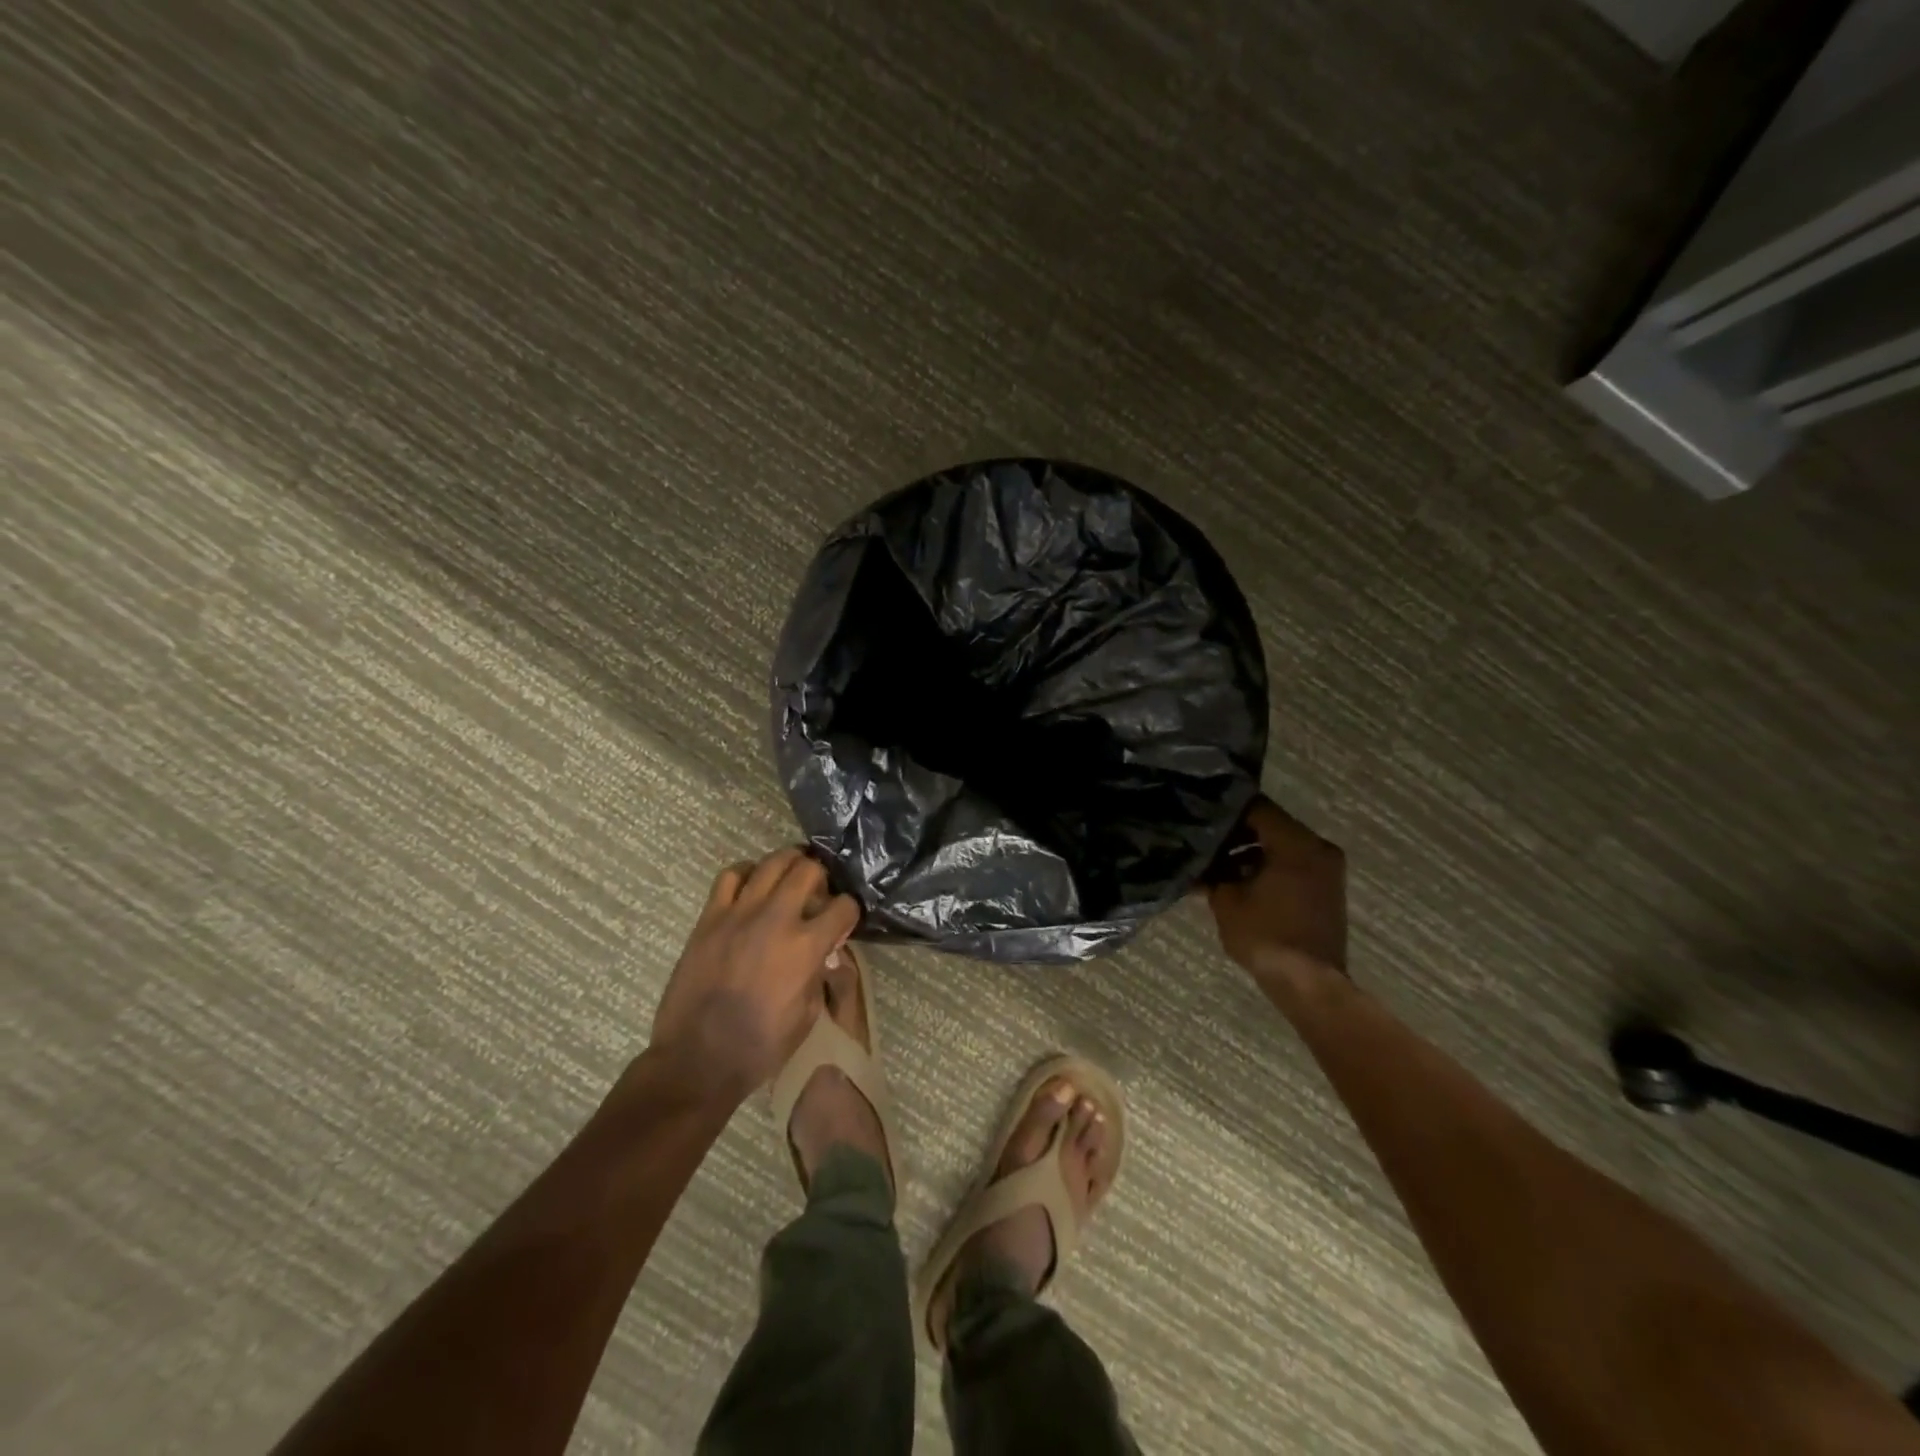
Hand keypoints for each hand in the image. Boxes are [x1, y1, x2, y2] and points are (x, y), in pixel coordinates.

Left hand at [648, 848, 860, 1100]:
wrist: (698, 1060)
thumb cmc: (760, 1047)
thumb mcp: (807, 1014)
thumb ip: (820, 972)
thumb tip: (825, 949)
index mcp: (806, 947)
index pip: (844, 906)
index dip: (850, 911)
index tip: (844, 919)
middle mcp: (776, 919)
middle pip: (809, 869)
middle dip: (822, 876)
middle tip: (818, 891)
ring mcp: (739, 914)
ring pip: (771, 863)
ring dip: (788, 864)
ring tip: (790, 876)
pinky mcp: (710, 918)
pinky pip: (730, 876)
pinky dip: (746, 874)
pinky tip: (751, 888)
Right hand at [1206, 798, 1347, 978]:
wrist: (1308, 984)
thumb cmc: (1265, 935)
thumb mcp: (1226, 900)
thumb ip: (1211, 871)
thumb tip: (1196, 859)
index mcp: (1296, 843)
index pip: (1258, 807)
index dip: (1227, 811)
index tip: (1202, 818)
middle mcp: (1318, 848)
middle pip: (1272, 825)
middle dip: (1237, 834)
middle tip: (1205, 843)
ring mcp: (1328, 870)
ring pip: (1282, 846)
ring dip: (1252, 853)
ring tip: (1218, 868)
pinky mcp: (1327, 890)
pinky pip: (1294, 864)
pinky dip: (1269, 867)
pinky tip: (1241, 884)